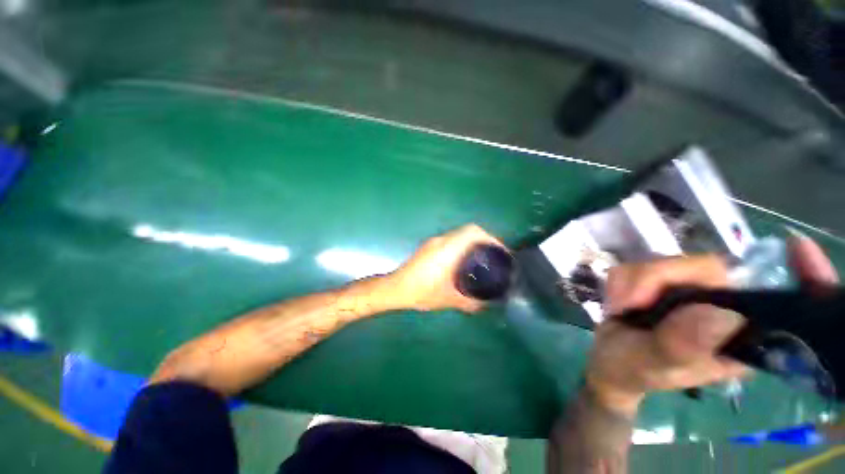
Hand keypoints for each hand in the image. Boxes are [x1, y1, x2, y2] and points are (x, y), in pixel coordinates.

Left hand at [385, 224, 506, 312]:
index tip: (500, 251)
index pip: (473, 232)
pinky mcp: (429, 246)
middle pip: (469, 231)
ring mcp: (434, 242)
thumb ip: (470, 302)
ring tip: (483, 258)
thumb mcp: (448, 299)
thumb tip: (486, 305)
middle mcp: (441, 240)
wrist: (395, 288)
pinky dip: (463, 245)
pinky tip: (465, 261)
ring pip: (460, 234)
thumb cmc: (421, 292)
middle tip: (494, 256)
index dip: (490, 238)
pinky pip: (452, 240)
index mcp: (447, 249)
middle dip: (485, 240)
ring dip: (473, 242)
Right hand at [586, 233, 837, 415]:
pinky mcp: (663, 282)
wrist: (608, 360)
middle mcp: (722, 308)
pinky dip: (621, 280)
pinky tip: (617, 301)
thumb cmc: (632, 370)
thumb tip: (722, 314)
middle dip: (655, 279)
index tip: (799, 249)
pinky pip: (640, 263)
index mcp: (737, 337)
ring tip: (619, 309)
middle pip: (703, 268)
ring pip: (665, 262)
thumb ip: (680, 345)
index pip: (774, 303)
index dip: (802, 277)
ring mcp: (691, 292)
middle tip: (627, 304)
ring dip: (631, 282)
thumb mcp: (652, 364)